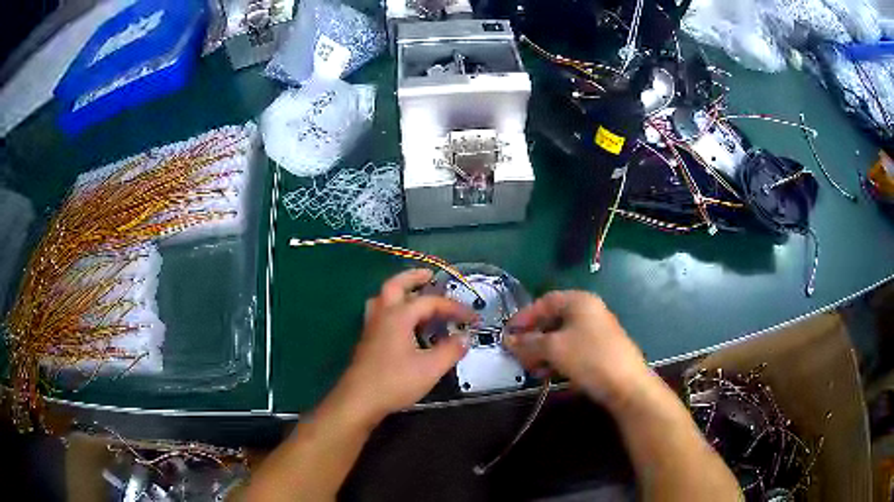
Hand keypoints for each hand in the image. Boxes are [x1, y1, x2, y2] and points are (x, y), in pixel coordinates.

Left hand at [333, 269, 474, 424]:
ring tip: (413, 295)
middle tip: (430, 275)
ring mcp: (371, 327)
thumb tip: (465, 338)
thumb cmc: (395, 381)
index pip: (430, 302)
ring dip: (398, 291)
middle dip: (413, 277)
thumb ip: (450, 350)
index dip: (453, 307)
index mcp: (398, 316)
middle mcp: (382, 315)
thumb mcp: (430, 368)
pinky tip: (402, 324)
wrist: (359, 400)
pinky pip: (380, 313)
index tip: (472, 317)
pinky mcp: (367, 341)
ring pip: (382, 298)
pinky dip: (393, 308)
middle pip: (395, 285)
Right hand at [505, 291, 650, 405]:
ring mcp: (596, 330)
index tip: (508, 334)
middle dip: (533, 338)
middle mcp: (589, 311)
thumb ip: (528, 342)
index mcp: (579, 301)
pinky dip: (557, 358)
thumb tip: (508, 340)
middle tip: (519, 355)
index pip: (544, 301)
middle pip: (552, 319)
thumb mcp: (553, 348)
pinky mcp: (600, 349)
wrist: (626, 385)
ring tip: (532, 369)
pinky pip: (572, 348)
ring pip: (561, 337)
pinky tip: (548, 374)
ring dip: (543, 351)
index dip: (524, 316)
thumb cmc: (589, 358)